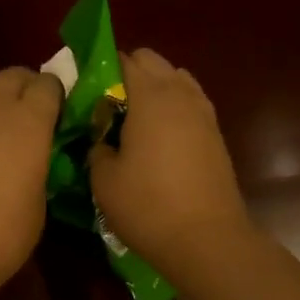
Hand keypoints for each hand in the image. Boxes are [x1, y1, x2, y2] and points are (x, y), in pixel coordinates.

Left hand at [0, 59, 63, 299]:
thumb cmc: (2, 236)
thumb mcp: (39, 201)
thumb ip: (38, 164)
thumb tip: (32, 155)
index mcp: (30, 122)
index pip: (48, 84)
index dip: (53, 97)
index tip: (53, 115)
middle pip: (12, 73)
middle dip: (22, 88)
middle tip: (21, 113)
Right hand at [90, 47, 250, 277]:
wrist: (206, 239)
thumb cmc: (148, 206)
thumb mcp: (104, 180)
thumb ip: (97, 149)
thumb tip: (102, 141)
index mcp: (150, 96)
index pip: (124, 60)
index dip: (100, 69)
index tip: (84, 92)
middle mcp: (180, 94)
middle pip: (153, 62)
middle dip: (128, 75)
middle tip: (106, 107)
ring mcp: (204, 114)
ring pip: (176, 81)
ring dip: (154, 91)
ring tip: (133, 122)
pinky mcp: (215, 136)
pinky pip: (189, 105)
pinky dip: (172, 110)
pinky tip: (157, 139)